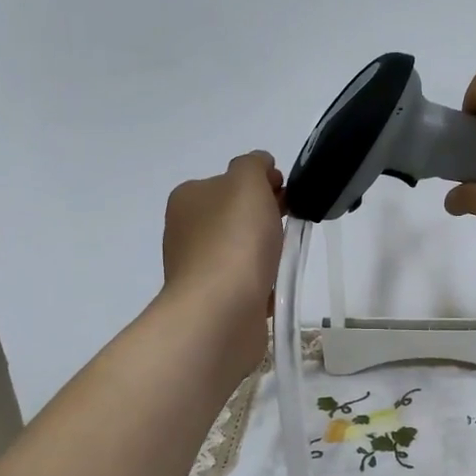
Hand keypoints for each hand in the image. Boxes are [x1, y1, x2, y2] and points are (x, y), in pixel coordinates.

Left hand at [161, 151, 284, 380]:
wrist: (221, 311)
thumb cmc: (235, 240)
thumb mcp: (247, 181)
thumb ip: (253, 165)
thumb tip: (260, 167)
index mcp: (188, 198)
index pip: (230, 181)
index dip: (263, 183)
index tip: (287, 195)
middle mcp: (186, 230)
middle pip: (234, 215)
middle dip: (264, 217)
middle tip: (290, 225)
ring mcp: (197, 268)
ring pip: (239, 249)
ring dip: (263, 251)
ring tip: (283, 259)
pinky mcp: (211, 300)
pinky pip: (243, 282)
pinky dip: (259, 282)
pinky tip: (273, 287)